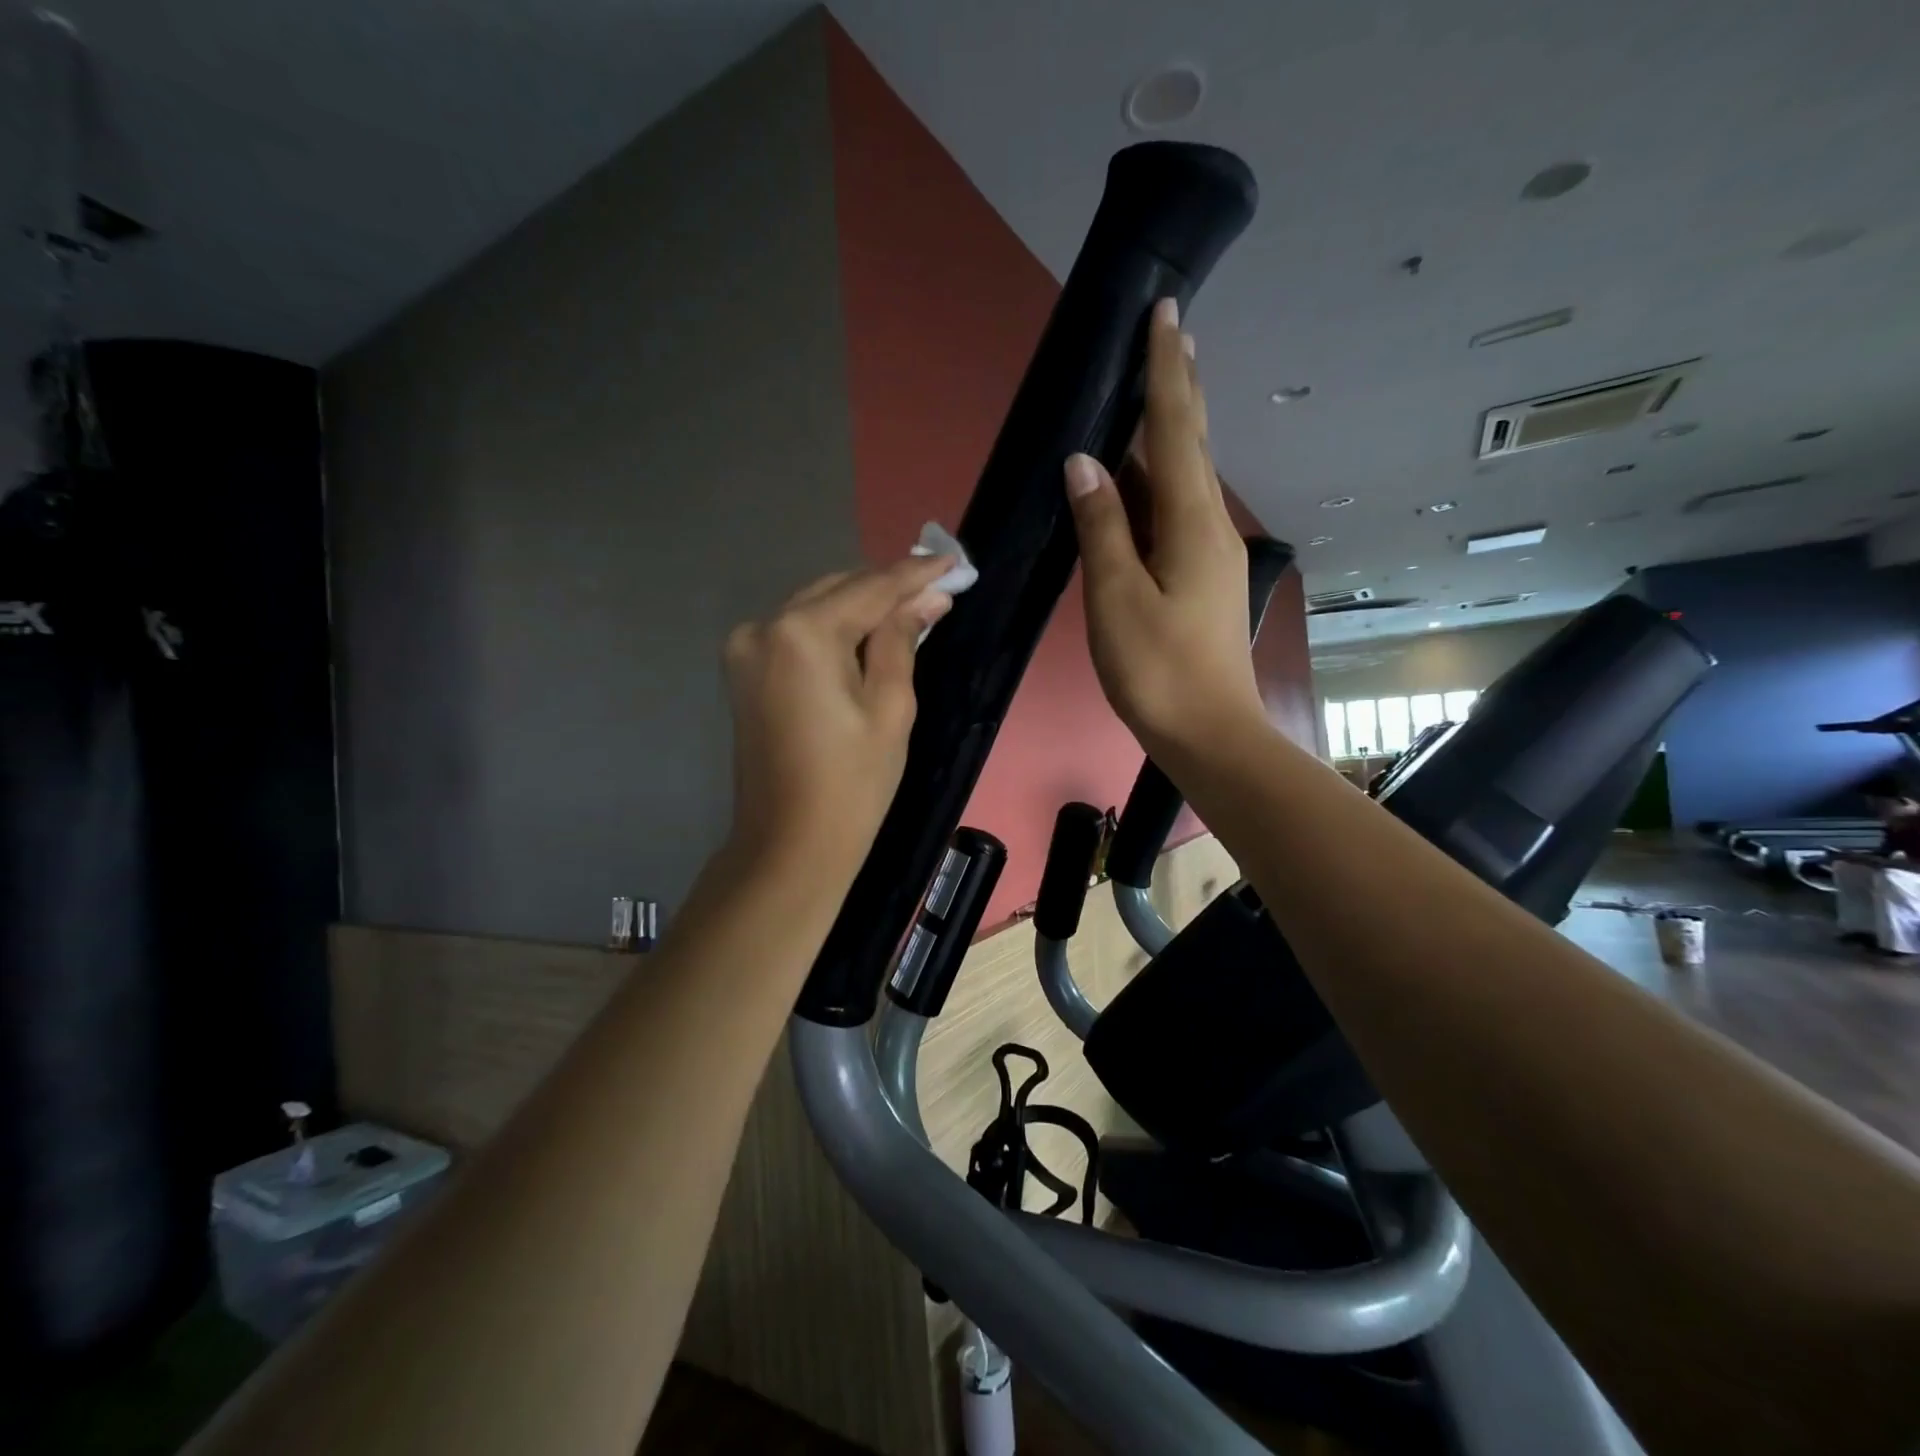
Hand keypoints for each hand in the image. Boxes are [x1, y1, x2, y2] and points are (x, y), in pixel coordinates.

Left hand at [722, 555, 953, 878]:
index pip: (870, 588)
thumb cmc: (852, 783)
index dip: (915, 575)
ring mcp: (746, 647)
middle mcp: (765, 626)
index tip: (953, 563)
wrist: (789, 844)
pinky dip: (833, 629)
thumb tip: (927, 598)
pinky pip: (797, 632)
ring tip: (909, 614)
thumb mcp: (891, 708)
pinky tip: (866, 638)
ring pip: (816, 607)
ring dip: (860, 608)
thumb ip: (903, 640)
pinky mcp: (743, 670)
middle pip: (839, 590)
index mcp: (802, 633)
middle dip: (888, 590)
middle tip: (937, 591)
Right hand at [1064, 296, 1264, 755]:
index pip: (1175, 430)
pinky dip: (1154, 485)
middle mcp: (1208, 527)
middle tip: (1169, 337)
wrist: (1209, 734)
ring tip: (1148, 394)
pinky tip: (1136, 483)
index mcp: (1190, 523)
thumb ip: (1103, 528)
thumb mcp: (1117, 598)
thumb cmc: (1158, 670)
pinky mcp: (1200, 579)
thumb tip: (1085, 463)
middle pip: (1190, 445)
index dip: (1166, 372)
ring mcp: (1208, 554)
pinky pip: (1174, 514)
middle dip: (1178, 390)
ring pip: (1182, 480)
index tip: (1166, 315)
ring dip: (1166, 435)